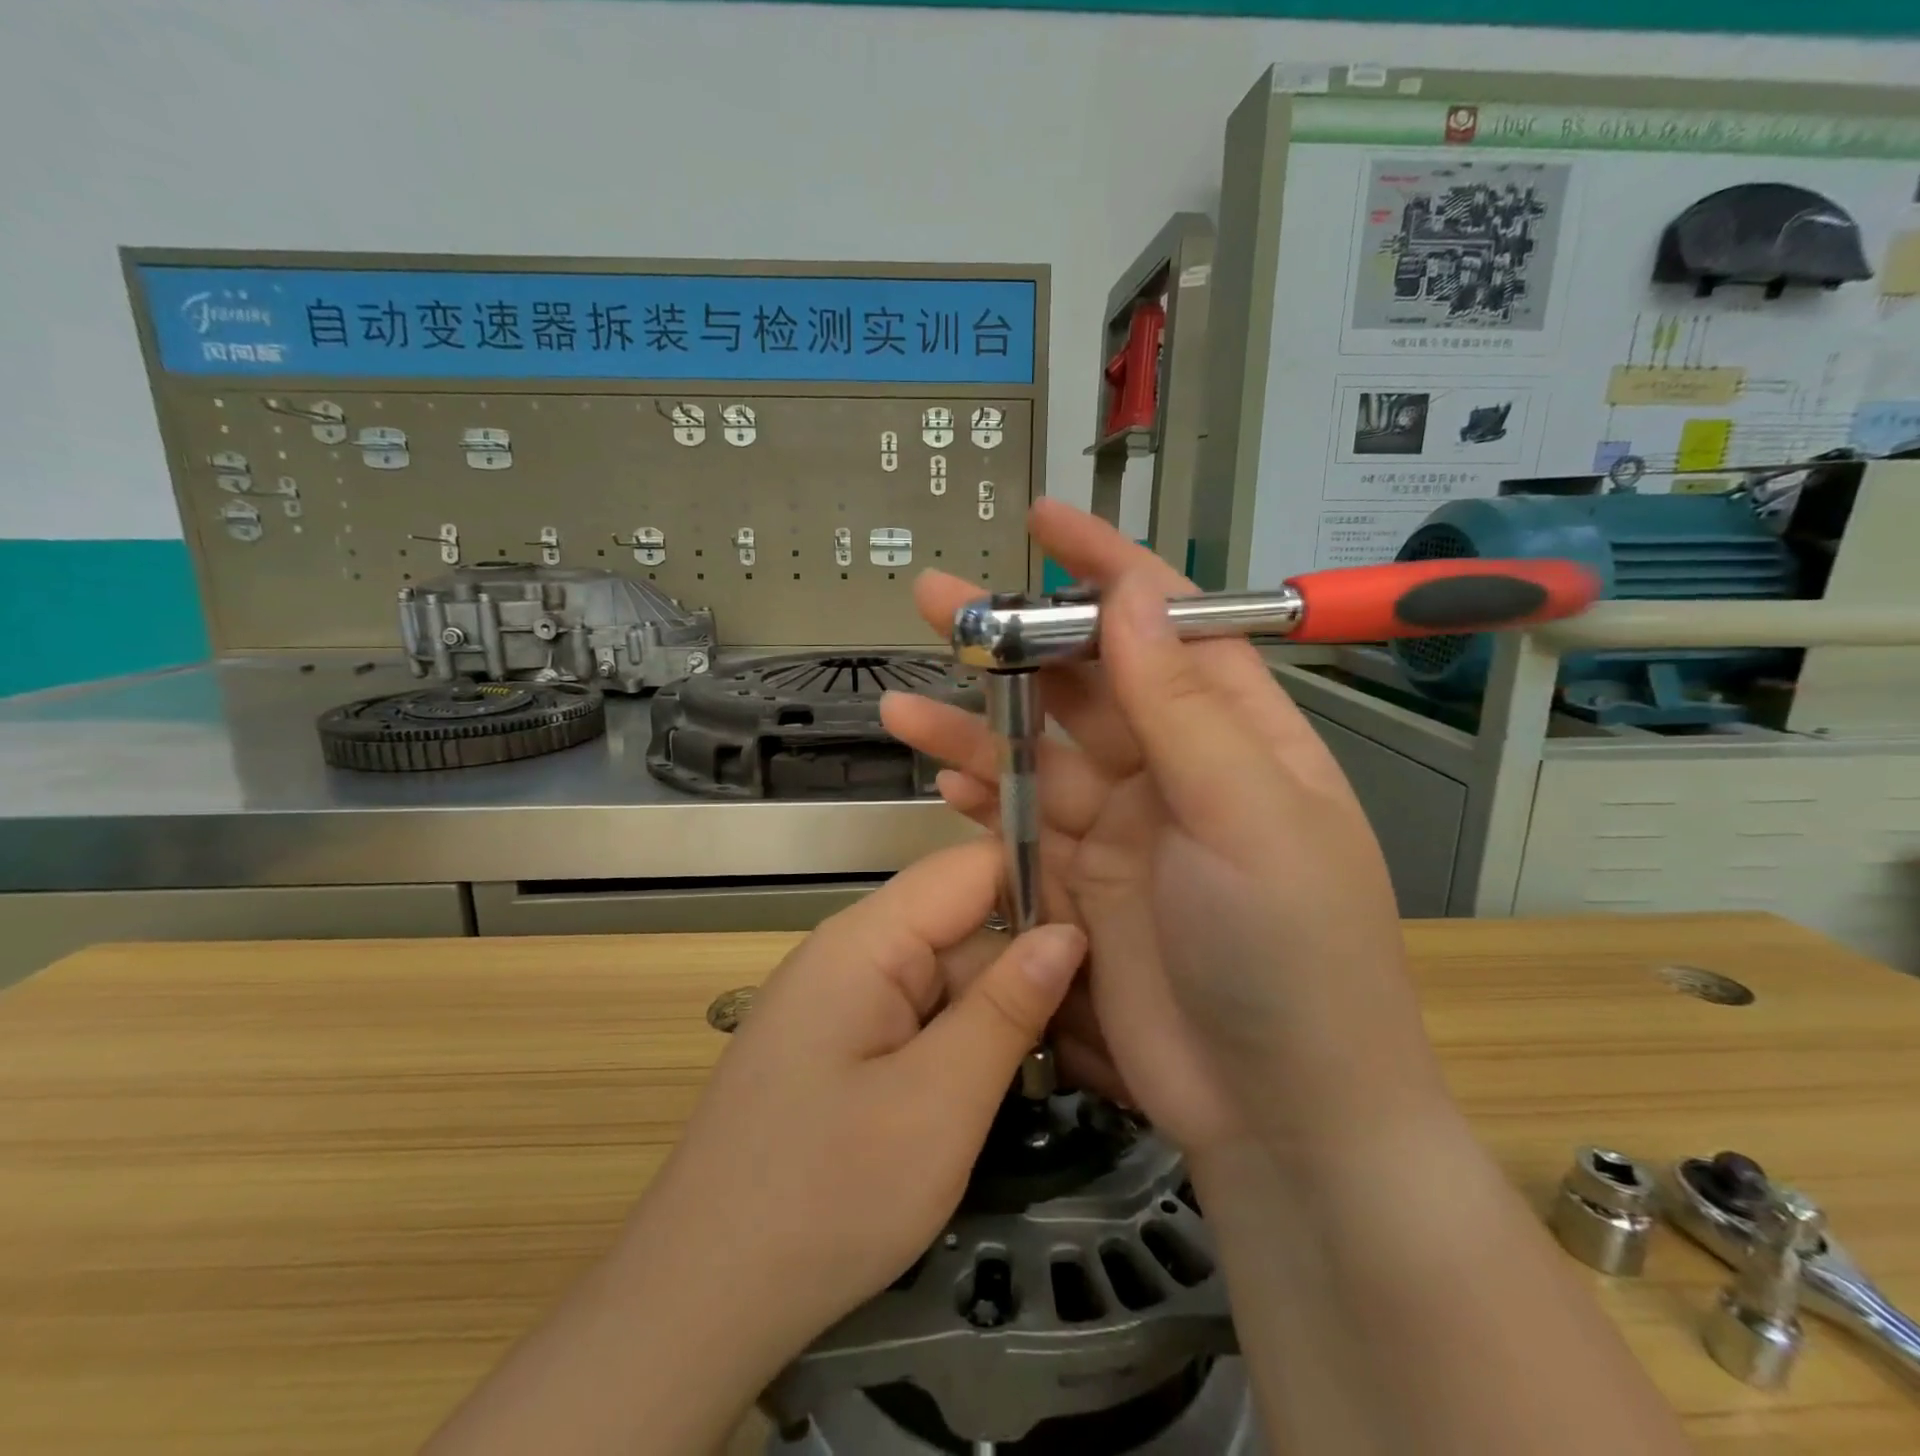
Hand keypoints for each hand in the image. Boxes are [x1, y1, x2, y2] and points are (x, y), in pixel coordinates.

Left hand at [642, 839, 1085, 1355]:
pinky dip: (980, 1044)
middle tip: (1129, 1018)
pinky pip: (928, 1018)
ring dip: (1018, 1014)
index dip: (1044, 880)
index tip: (1118, 923)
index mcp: (867, 939)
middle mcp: (856, 951)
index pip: (971, 868)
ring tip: (1103, 1060)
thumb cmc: (824, 1197)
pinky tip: (1034, 1079)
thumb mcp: (938, 1103)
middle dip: (1042, 967)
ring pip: (955, 978)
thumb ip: (1006, 1008)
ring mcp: (851, 999)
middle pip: (968, 927)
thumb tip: (1068, 932)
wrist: (701, 1302)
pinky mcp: (851, 1042)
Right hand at [883, 500, 1450, 1159]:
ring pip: (1036, 750)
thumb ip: (1182, 705)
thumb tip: (1135, 595)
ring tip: (905, 697)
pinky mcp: (1080, 881)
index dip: (1106, 568)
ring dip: (975, 721)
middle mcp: (1174, 767)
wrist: (1279, 1110)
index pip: (1166, 623)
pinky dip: (980, 795)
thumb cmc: (1290, 950)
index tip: (1045, 523)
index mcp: (1235, 733)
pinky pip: (1020, 820)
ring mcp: (1121, 826)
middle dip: (1015, 639)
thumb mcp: (1246, 815)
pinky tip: (939, 773)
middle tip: (937, 600)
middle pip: (1083, 681)